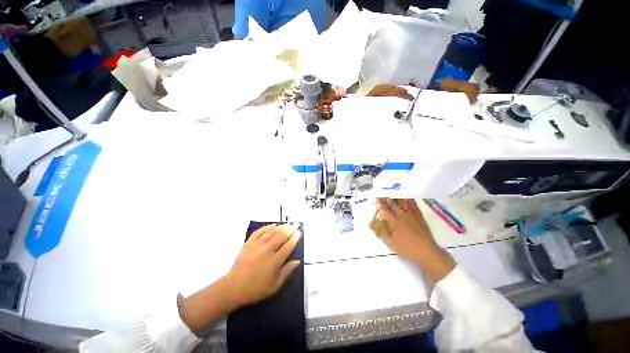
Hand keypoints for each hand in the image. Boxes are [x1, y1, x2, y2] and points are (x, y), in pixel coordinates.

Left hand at [179, 224, 299, 332]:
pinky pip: (259, 231)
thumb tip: (297, 261)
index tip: (299, 233)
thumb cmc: (256, 289)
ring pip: (271, 232)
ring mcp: (257, 245)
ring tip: (286, 225)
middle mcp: (267, 250)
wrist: (233, 287)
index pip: (288, 246)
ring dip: (280, 227)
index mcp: (274, 261)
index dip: (295, 238)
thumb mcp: (274, 286)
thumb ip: (287, 272)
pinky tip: (272, 225)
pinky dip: (267, 227)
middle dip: (289, 230)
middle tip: (294, 227)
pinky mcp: (249, 243)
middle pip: (281, 236)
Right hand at [371, 199, 454, 280]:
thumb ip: (380, 231)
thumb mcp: (390, 242)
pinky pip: (414, 205)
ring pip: (402, 203)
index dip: (379, 204)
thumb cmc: (406, 249)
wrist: (427, 252)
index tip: (376, 198)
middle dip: (387, 198)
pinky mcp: (419, 216)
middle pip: (392, 204)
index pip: (384, 210)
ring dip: (396, 197)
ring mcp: (411, 215)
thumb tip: (369, 223)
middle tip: (383, 193)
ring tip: (393, 192)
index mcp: (393, 222)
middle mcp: (401, 215)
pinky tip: (407, 196)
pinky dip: (410, 200)